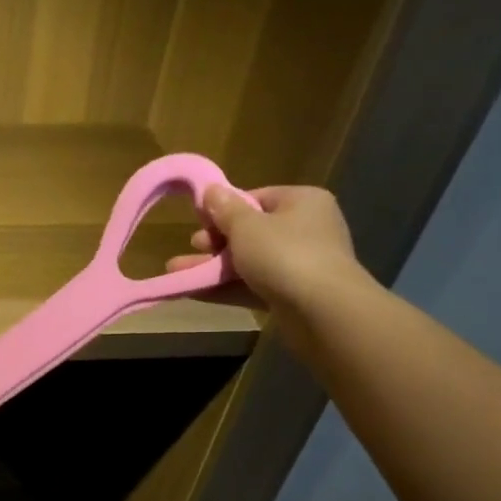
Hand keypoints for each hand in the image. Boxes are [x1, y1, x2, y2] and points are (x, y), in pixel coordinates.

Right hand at [168, 185, 374, 344]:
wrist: (323, 311)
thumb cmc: (284, 254)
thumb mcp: (246, 226)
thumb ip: (225, 209)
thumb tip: (211, 190)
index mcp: (302, 202)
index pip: (257, 198)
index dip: (226, 209)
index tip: (199, 220)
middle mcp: (306, 229)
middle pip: (252, 231)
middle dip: (216, 241)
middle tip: (193, 246)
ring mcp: (301, 265)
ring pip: (249, 262)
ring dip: (213, 268)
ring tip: (177, 271)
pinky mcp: (293, 296)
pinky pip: (253, 287)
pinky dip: (226, 288)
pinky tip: (193, 292)